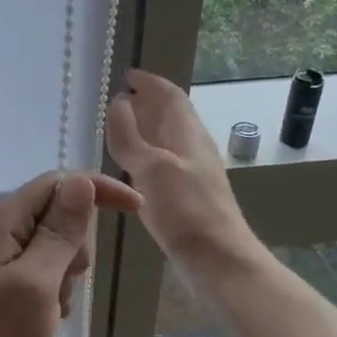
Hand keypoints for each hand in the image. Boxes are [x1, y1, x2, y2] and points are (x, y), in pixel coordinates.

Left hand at [0, 170, 141, 336]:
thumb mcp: (37, 283)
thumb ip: (60, 232)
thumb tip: (81, 182)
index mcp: (0, 221)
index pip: (57, 183)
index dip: (97, 190)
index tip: (137, 209)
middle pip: (56, 214)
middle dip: (76, 246)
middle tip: (66, 284)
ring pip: (52, 246)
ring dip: (65, 274)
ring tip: (52, 309)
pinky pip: (40, 271)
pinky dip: (52, 291)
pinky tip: (46, 319)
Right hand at [105, 69, 256, 269]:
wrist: (218, 261)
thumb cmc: (186, 211)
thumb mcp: (152, 168)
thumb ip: (130, 137)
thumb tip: (118, 103)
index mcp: (187, 134)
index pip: (170, 96)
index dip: (150, 83)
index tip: (126, 75)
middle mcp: (191, 148)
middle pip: (170, 116)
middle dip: (146, 104)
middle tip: (118, 100)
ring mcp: (190, 174)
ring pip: (166, 141)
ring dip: (145, 130)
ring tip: (118, 131)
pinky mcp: (185, 198)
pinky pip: (162, 166)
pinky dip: (145, 157)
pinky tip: (130, 171)